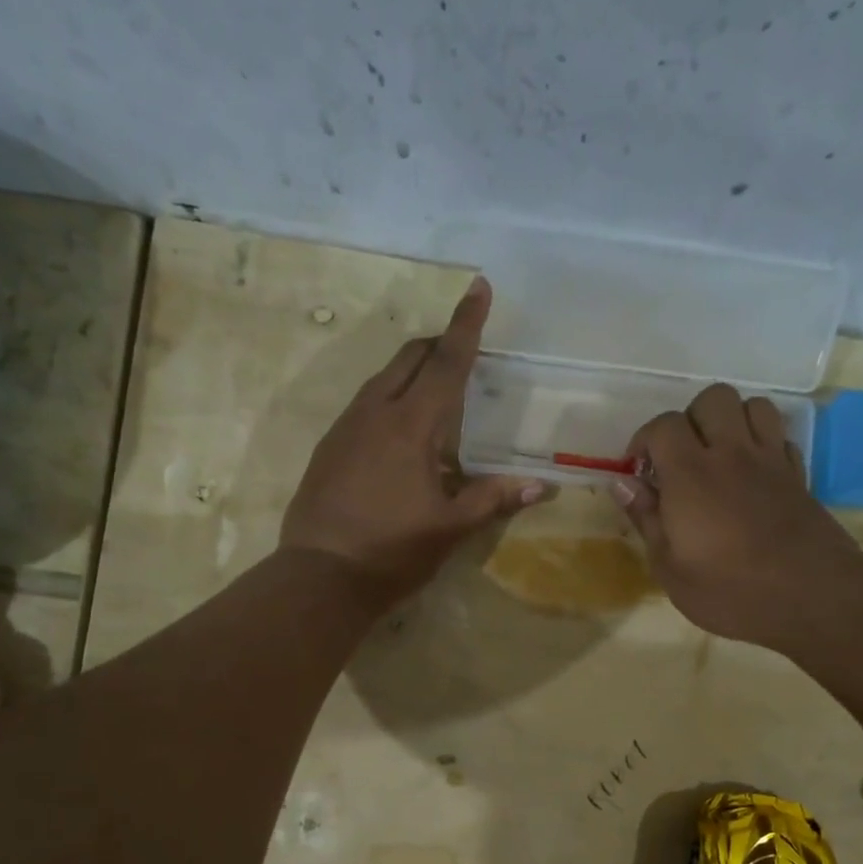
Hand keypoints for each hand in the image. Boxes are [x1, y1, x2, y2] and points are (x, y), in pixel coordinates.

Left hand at [280, 277, 546, 607]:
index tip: (479, 287)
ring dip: (412, 370)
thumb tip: (542, 486)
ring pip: (383, 379)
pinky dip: (391, 397)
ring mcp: (346, 428)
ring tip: (436, 387)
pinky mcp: (329, 447)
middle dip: (439, 343)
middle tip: (464, 347)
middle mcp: (375, 413)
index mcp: (411, 426)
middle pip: (409, 359)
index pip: (445, 363)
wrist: (320, 576)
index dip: (466, 325)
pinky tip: (401, 429)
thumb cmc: (392, 551)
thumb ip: (493, 500)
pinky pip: (365, 404)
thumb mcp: (450, 528)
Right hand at [609, 383, 858, 650]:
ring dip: (730, 422)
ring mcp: (770, 460)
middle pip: (712, 399)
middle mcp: (732, 453)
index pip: (664, 425)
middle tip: (680, 459)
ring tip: (718, 456)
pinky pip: (780, 436)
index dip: (644, 441)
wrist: (811, 597)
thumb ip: (646, 519)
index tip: (639, 471)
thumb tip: (623, 484)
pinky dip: (762, 443)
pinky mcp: (798, 475)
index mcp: (691, 474)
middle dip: (690, 420)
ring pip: (753, 406)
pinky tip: (751, 473)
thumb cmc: (729, 590)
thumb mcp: (670, 568)